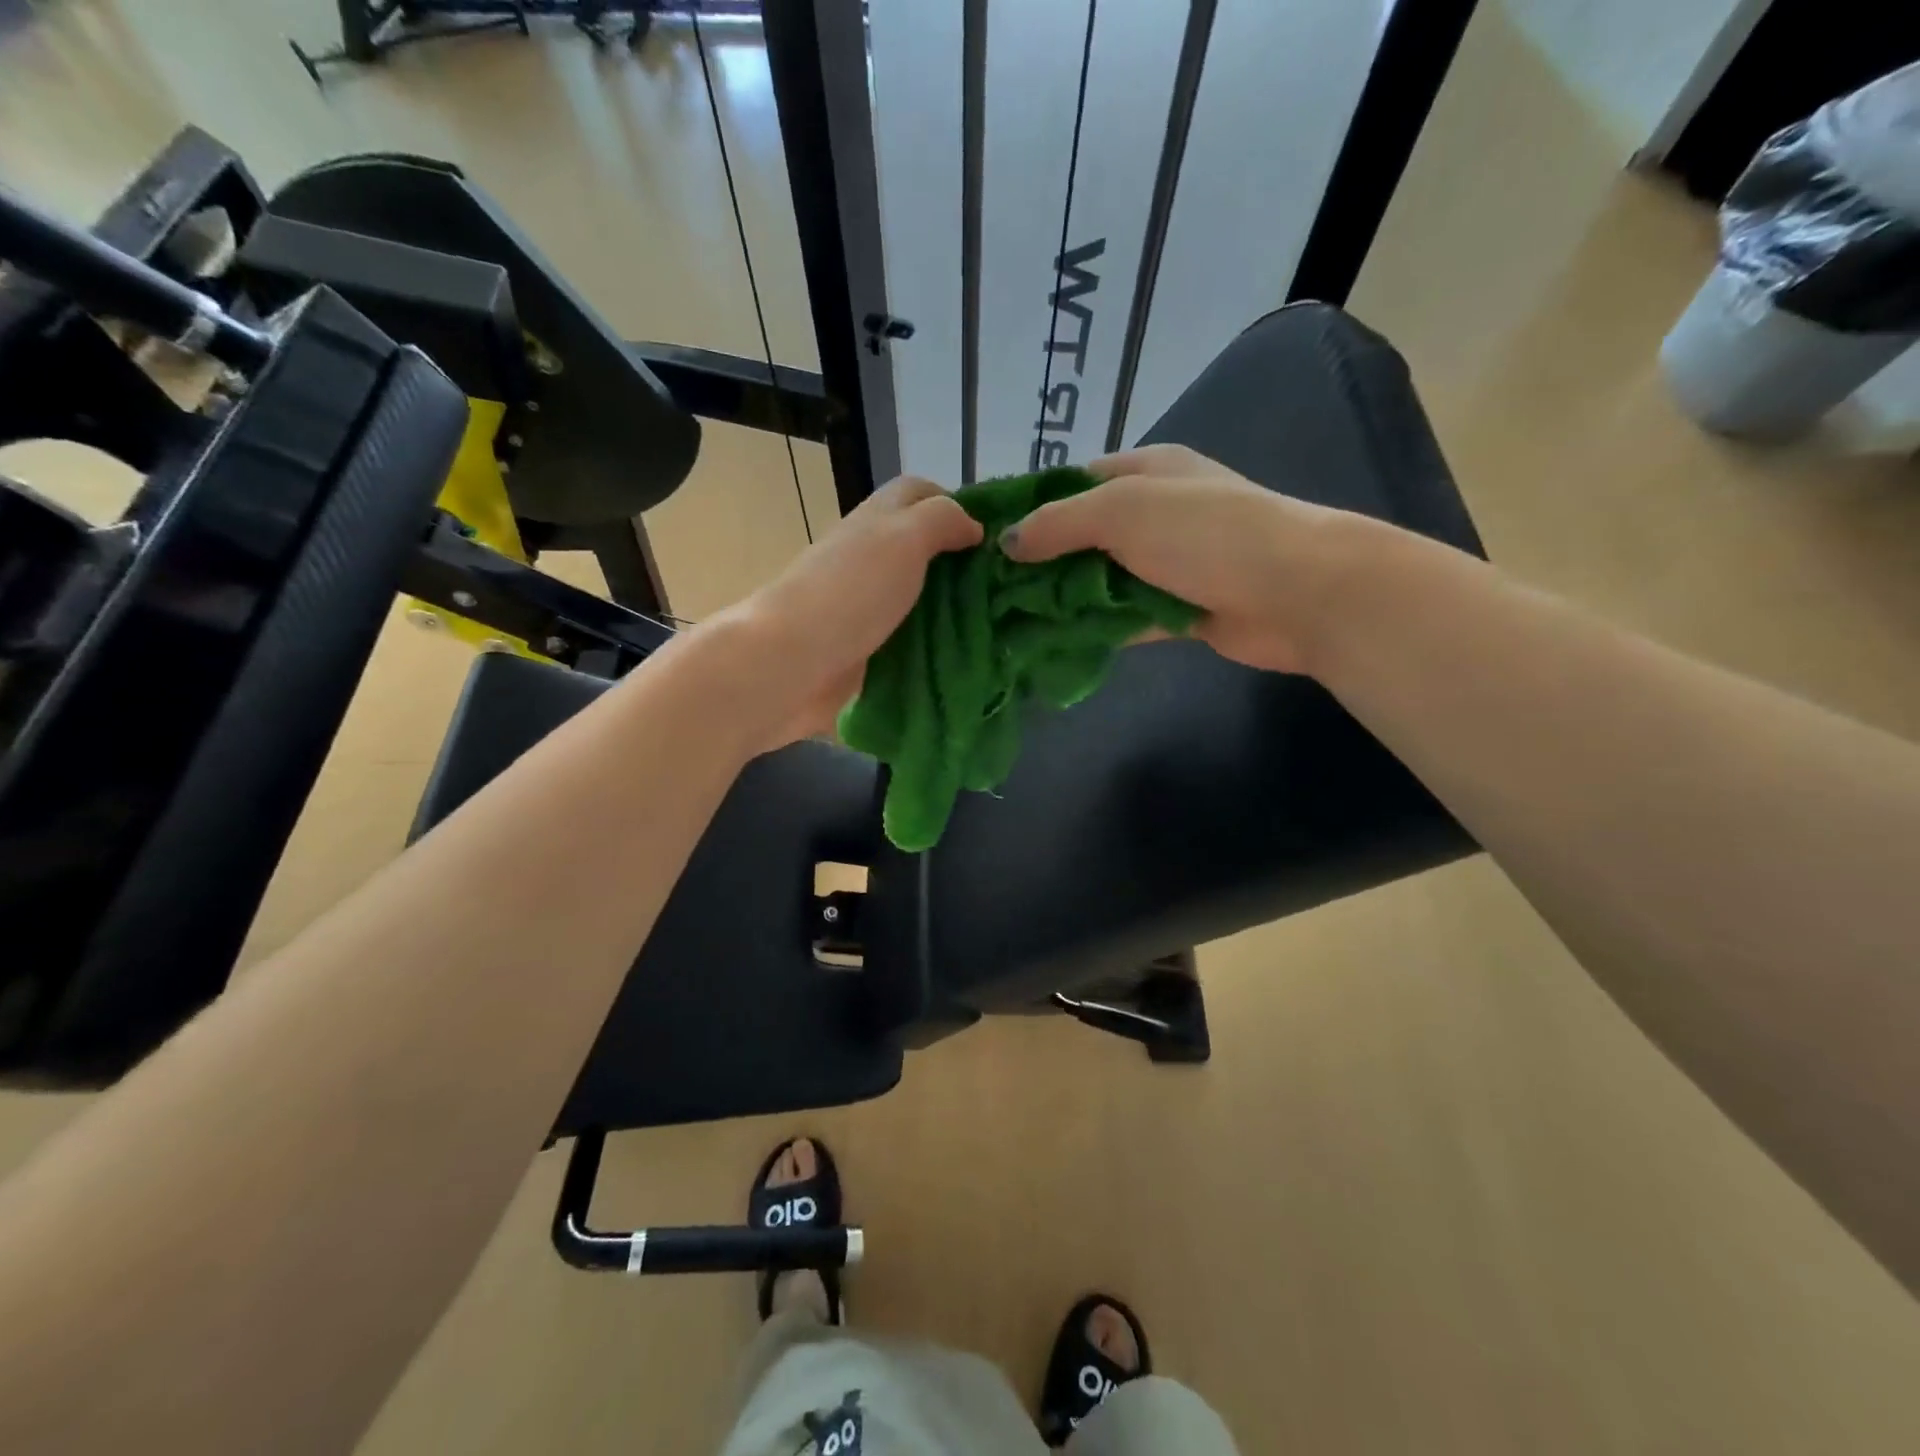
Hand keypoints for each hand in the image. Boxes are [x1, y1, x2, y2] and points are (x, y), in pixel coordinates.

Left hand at [704, 475, 982, 749]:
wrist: (793, 663)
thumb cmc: (851, 592)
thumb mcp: (903, 537)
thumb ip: (941, 520)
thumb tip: (973, 526)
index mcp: (878, 522)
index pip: (920, 494)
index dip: (958, 503)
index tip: (997, 536)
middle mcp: (872, 559)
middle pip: (924, 550)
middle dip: (963, 564)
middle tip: (1010, 588)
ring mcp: (868, 608)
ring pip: (921, 599)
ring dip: (954, 610)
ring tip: (1001, 626)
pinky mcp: (868, 651)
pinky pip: (911, 642)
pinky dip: (937, 647)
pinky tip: (970, 658)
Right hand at [999, 444, 1367, 674]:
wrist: (1297, 592)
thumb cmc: (1207, 533)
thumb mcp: (1124, 510)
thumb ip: (1060, 523)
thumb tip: (1006, 542)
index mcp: (1146, 471)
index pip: (1073, 483)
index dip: (1030, 508)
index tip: (985, 539)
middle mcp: (1155, 514)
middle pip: (1083, 536)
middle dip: (1040, 562)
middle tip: (988, 592)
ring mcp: (1168, 564)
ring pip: (1100, 581)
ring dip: (1063, 600)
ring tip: (1009, 622)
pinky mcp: (1177, 609)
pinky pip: (1123, 618)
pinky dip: (1093, 629)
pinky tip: (1053, 645)